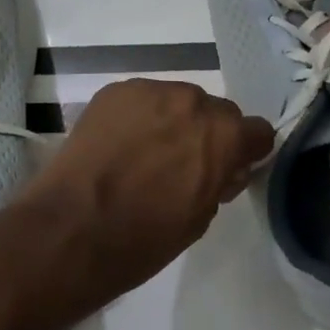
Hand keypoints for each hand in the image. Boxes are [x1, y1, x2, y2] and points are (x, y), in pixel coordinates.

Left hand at [16, 79, 272, 309]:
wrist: (73, 228)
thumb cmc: (144, 238)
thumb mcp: (200, 218)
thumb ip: (219, 181)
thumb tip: (223, 168)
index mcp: (224, 135)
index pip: (256, 131)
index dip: (244, 151)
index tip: (228, 168)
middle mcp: (193, 101)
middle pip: (214, 111)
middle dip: (205, 133)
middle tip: (180, 164)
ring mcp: (150, 91)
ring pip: (174, 101)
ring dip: (169, 121)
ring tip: (142, 153)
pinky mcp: (113, 91)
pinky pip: (139, 100)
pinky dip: (136, 117)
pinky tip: (116, 145)